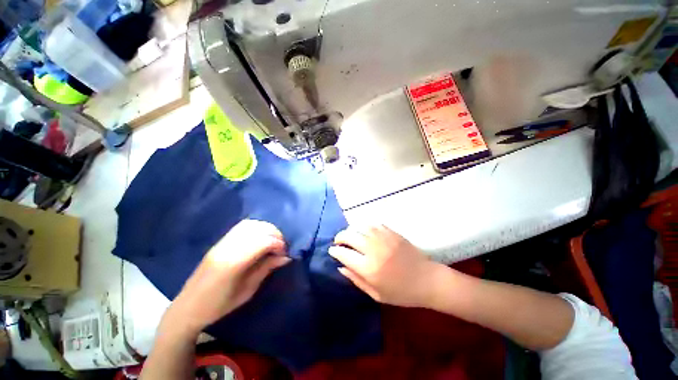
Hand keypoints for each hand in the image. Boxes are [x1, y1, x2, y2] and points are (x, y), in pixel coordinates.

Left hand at [164, 220, 290, 335]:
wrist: (187, 307)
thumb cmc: (219, 306)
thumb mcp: (247, 291)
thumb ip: (266, 269)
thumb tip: (285, 257)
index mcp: (233, 263)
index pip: (263, 242)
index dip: (279, 244)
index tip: (285, 253)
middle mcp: (227, 247)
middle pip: (258, 229)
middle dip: (275, 234)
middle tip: (281, 247)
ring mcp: (222, 242)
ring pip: (251, 224)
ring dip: (266, 229)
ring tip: (273, 241)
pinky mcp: (220, 241)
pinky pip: (242, 226)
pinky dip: (256, 228)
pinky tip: (261, 237)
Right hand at [329, 224, 446, 307]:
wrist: (427, 280)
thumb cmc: (401, 292)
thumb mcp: (376, 294)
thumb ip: (356, 279)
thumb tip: (341, 266)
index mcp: (369, 268)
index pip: (344, 254)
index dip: (335, 251)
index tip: (332, 250)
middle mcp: (374, 249)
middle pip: (349, 236)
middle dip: (340, 237)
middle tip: (338, 241)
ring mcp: (383, 238)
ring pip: (360, 226)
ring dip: (351, 230)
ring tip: (350, 235)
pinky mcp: (392, 232)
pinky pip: (373, 224)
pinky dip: (365, 226)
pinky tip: (365, 231)